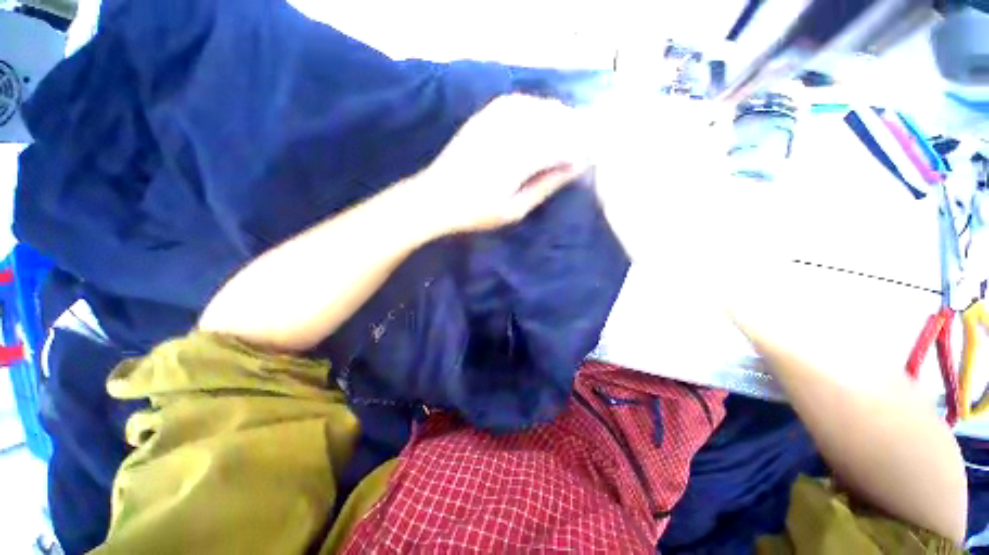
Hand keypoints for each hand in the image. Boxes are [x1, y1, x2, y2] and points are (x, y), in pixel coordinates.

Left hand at [415, 95, 589, 234]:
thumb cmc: (474, 212)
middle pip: (553, 119)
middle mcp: (508, 131)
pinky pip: (515, 102)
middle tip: (582, 145)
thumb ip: (545, 185)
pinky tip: (539, 117)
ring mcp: (492, 120)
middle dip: (573, 129)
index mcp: (518, 157)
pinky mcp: (482, 117)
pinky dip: (533, 107)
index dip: (580, 148)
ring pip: (536, 107)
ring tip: (566, 131)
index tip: (591, 157)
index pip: (562, 143)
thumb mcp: (514, 209)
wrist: (434, 197)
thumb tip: (574, 168)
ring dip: (556, 116)